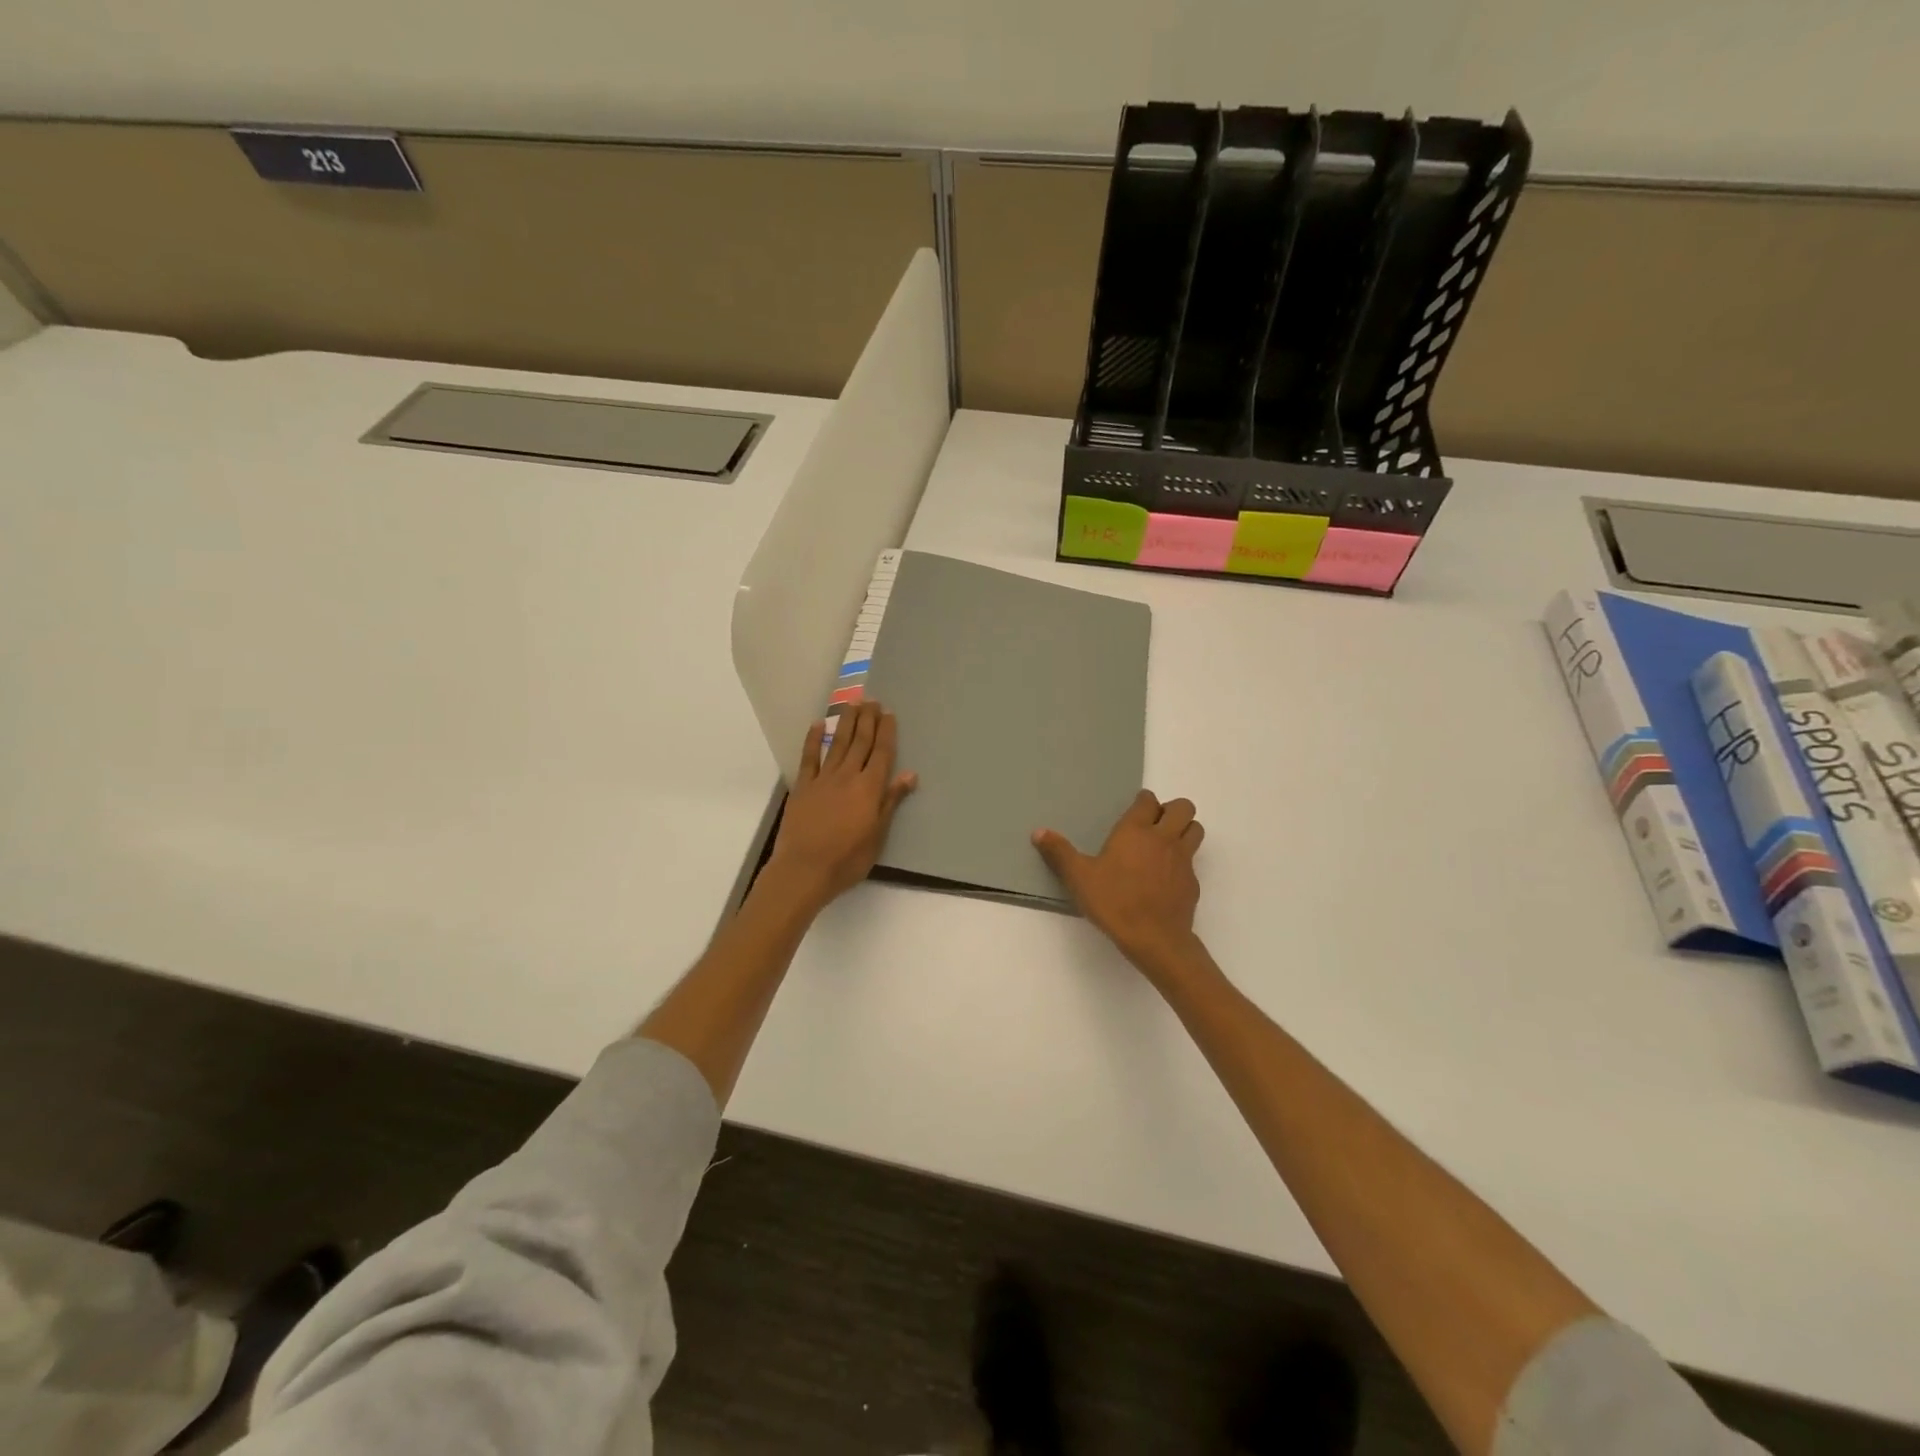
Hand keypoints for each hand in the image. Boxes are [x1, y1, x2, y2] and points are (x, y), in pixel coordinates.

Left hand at [766, 701, 917, 910]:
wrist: (804, 869)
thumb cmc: (847, 859)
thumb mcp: (878, 835)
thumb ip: (891, 802)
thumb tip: (909, 774)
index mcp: (869, 789)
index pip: (881, 754)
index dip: (886, 732)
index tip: (889, 714)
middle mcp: (847, 777)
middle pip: (860, 743)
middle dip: (868, 720)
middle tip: (872, 700)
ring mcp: (823, 779)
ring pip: (838, 744)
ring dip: (846, 723)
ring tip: (853, 704)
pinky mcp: (802, 787)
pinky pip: (809, 758)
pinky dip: (814, 740)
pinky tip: (818, 725)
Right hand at [1033, 790, 1204, 972]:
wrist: (1155, 939)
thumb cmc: (1114, 902)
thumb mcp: (1079, 878)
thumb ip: (1059, 853)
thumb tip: (1038, 832)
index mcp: (1136, 830)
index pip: (1148, 800)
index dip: (1143, 802)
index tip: (1135, 810)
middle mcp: (1164, 838)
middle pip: (1183, 807)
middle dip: (1172, 810)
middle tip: (1154, 825)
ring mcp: (1183, 860)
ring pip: (1196, 830)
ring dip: (1184, 830)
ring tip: (1165, 844)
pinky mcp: (1192, 882)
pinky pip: (1193, 862)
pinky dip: (1183, 863)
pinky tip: (1166, 878)